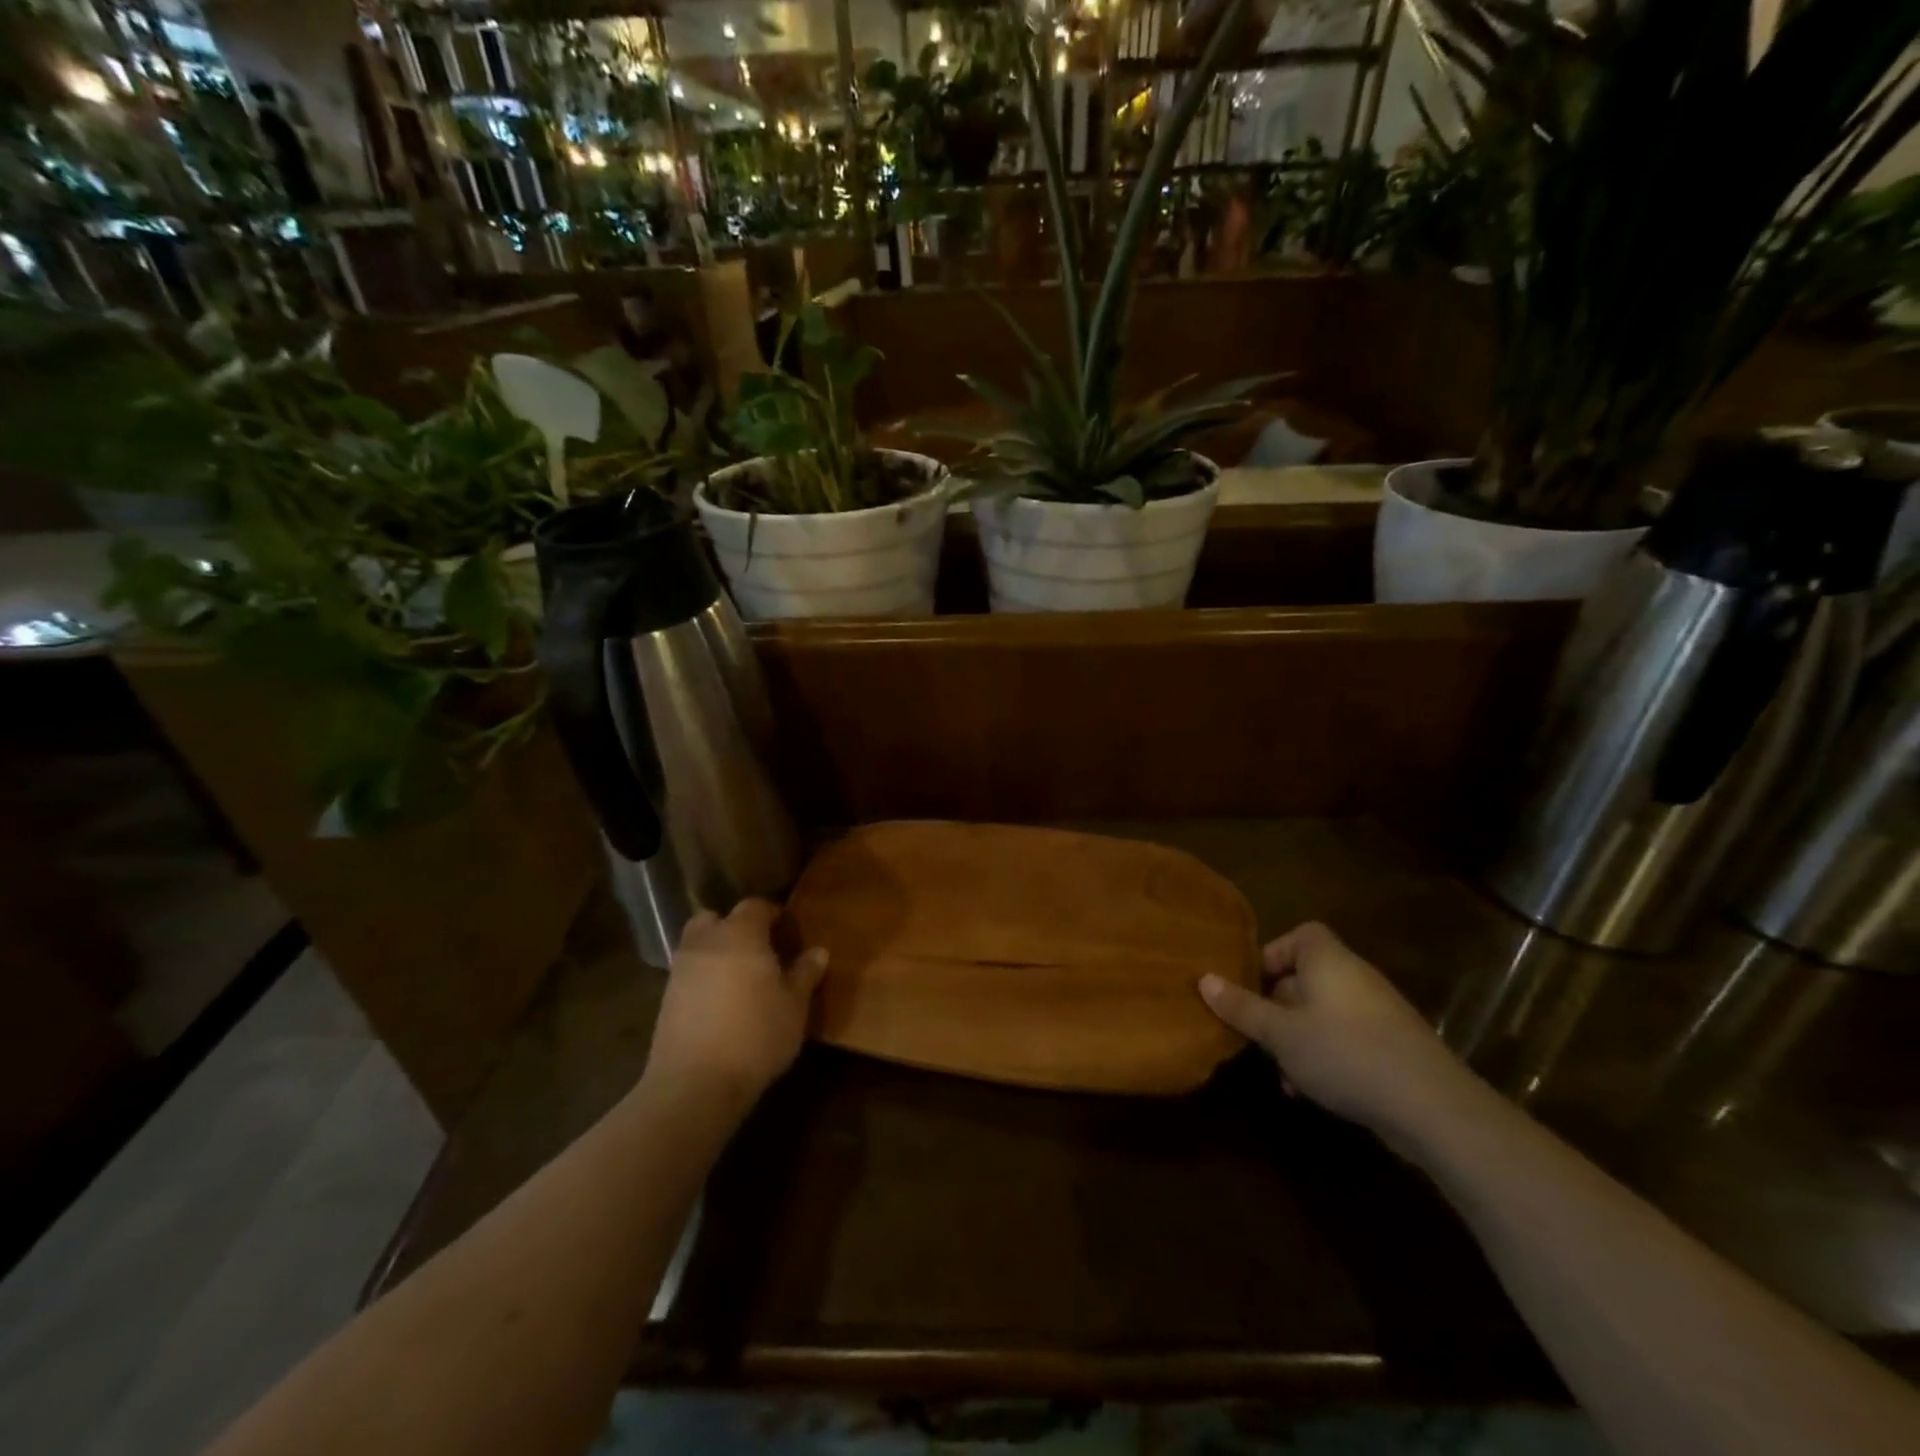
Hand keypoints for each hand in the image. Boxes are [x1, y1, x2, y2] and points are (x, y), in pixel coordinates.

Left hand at [642, 900, 827, 1110]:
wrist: (695, 1085)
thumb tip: (818, 952)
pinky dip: (702, 979)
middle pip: (714, 918)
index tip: (786, 930)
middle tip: (756, 949)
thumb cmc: (756, 1035)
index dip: (771, 913)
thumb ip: (805, 974)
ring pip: (697, 945)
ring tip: (738, 978)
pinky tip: (719, 1003)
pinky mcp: (665, 999)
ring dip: (715, 952)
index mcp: (741, 934)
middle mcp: (706, 942)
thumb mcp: (794, 1006)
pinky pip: (687, 974)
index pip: (755, 906)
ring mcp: (680, 970)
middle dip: (733, 926)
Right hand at [1199, 922, 1475, 1147]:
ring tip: (1282, 1074)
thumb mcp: (1280, 1033)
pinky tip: (1311, 1091)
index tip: (1252, 986)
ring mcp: (1378, 1012)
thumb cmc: (1344, 1053)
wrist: (1432, 1106)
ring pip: (1323, 1014)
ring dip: (1298, 1038)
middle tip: (1258, 1035)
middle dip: (1277, 1006)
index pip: (1300, 935)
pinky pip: (1347, 1038)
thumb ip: (1242, 1007)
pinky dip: (1325, 1055)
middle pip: (1306, 977)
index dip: (1272, 955)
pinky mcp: (1394, 1046)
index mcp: (1328, 960)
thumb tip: (1203, 979)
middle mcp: (1354, 976)